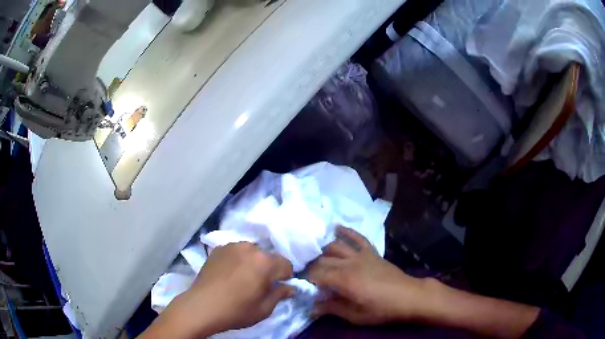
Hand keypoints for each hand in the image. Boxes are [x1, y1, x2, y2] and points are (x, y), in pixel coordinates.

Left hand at [141, 242, 294, 338]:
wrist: (201, 306)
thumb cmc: (236, 310)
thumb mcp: (264, 309)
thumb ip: (280, 295)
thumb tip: (290, 288)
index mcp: (265, 262)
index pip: (286, 264)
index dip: (285, 277)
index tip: (277, 287)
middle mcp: (250, 248)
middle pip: (267, 256)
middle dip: (268, 269)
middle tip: (258, 285)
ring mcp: (231, 246)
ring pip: (251, 252)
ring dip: (252, 262)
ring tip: (241, 278)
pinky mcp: (218, 249)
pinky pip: (235, 252)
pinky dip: (237, 260)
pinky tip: (229, 274)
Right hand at [308, 226, 426, 324]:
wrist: (408, 296)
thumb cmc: (381, 309)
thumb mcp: (355, 316)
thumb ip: (332, 309)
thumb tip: (312, 308)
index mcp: (343, 280)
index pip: (316, 275)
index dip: (307, 280)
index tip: (303, 286)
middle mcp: (349, 263)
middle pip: (323, 260)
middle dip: (312, 267)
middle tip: (307, 276)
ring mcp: (361, 255)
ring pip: (335, 247)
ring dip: (323, 251)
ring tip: (315, 257)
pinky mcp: (372, 252)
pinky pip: (358, 237)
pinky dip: (347, 231)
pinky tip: (336, 227)